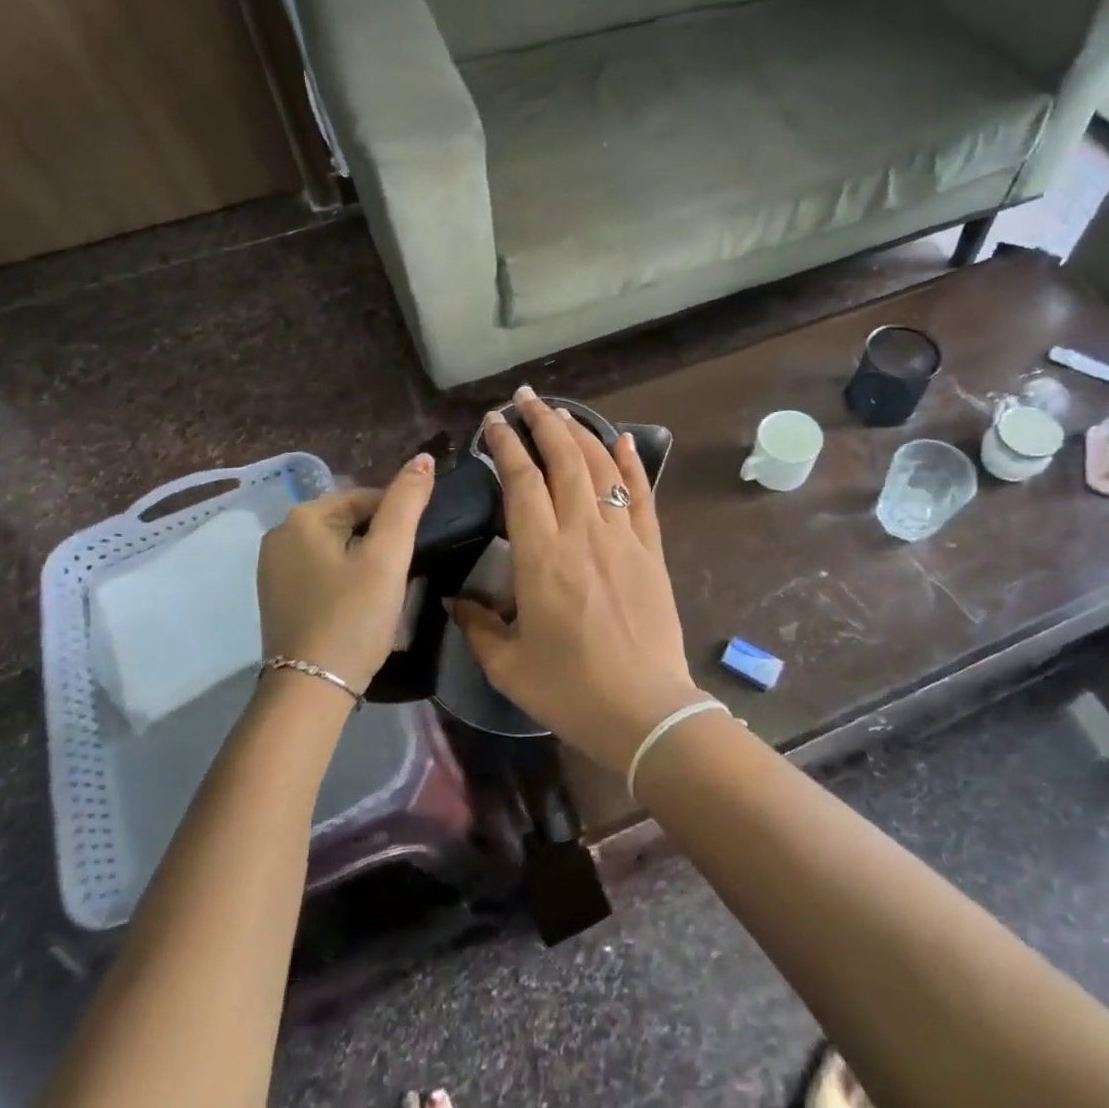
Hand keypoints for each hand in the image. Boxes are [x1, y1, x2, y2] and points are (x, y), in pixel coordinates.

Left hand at [256, 454, 434, 693]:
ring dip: (364, 561)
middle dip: (379, 542)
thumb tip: (424, 458)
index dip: (398, 523)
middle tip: (398, 577)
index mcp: (302, 517)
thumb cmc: (353, 616)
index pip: (368, 498)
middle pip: (351, 521)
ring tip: (381, 594)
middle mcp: (279, 534)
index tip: (412, 555)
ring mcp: (273, 568)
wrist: (311, 691)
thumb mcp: (388, 556)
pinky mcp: (277, 596)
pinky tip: (357, 606)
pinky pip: (321, 571)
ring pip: (338, 547)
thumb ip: (407, 502)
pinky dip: (344, 579)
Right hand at [455, 389, 704, 774]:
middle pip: (563, 460)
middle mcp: (582, 533)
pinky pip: (641, 496)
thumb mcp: (508, 665)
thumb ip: (478, 625)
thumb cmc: (570, 688)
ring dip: (580, 433)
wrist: (644, 710)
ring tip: (561, 412)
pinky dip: (631, 464)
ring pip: (601, 469)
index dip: (506, 445)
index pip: (521, 481)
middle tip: (525, 398)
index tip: (493, 422)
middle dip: (542, 422)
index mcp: (541, 556)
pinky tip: (622, 439)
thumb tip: (458, 599)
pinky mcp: (650, 550)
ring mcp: (622, 537)